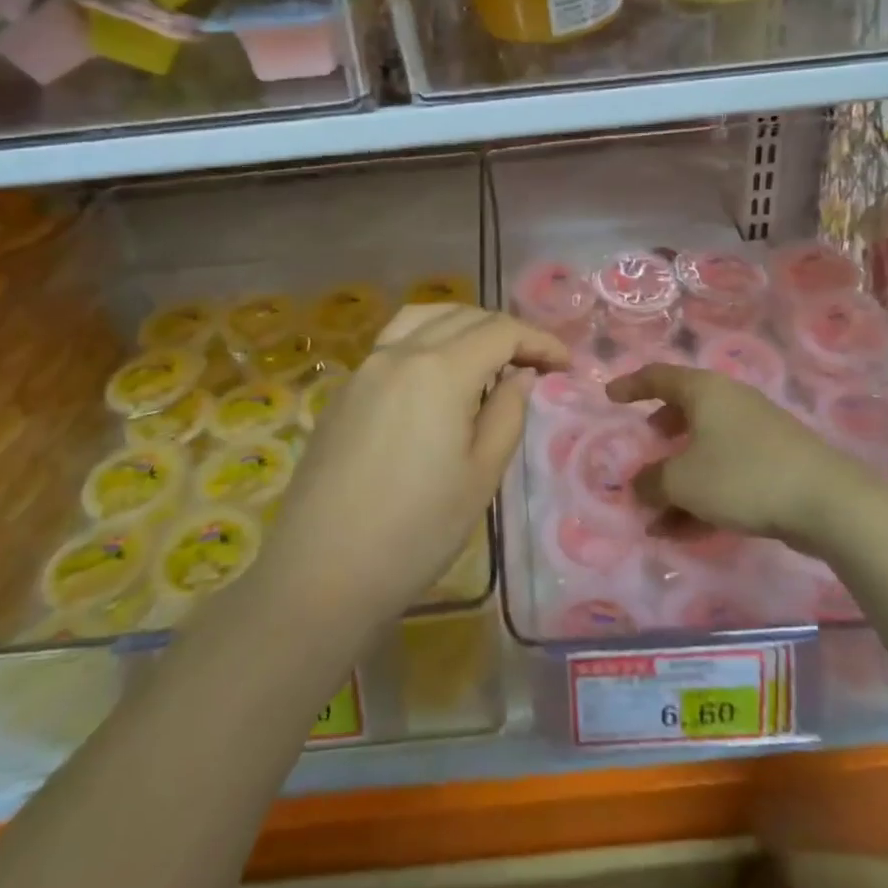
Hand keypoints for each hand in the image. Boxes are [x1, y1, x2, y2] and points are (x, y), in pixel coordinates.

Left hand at [265, 304, 569, 629]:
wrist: (322, 571)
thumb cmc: (416, 530)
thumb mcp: (481, 475)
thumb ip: (507, 412)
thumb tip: (521, 374)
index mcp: (439, 370)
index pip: (500, 331)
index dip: (539, 340)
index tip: (565, 363)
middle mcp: (399, 353)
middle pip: (462, 316)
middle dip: (505, 330)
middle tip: (534, 361)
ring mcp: (365, 368)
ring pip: (422, 318)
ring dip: (463, 324)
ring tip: (487, 355)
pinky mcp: (344, 390)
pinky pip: (394, 342)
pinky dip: (428, 340)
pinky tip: (437, 378)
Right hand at [607, 364, 846, 542]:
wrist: (827, 503)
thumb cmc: (743, 475)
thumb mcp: (683, 481)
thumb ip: (651, 482)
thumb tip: (638, 486)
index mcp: (705, 391)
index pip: (658, 377)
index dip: (630, 385)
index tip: (610, 397)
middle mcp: (729, 403)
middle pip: (685, 411)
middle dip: (660, 433)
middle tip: (645, 448)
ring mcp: (755, 434)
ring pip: (704, 450)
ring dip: (677, 481)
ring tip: (655, 517)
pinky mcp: (774, 465)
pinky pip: (725, 475)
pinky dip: (702, 497)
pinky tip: (685, 533)